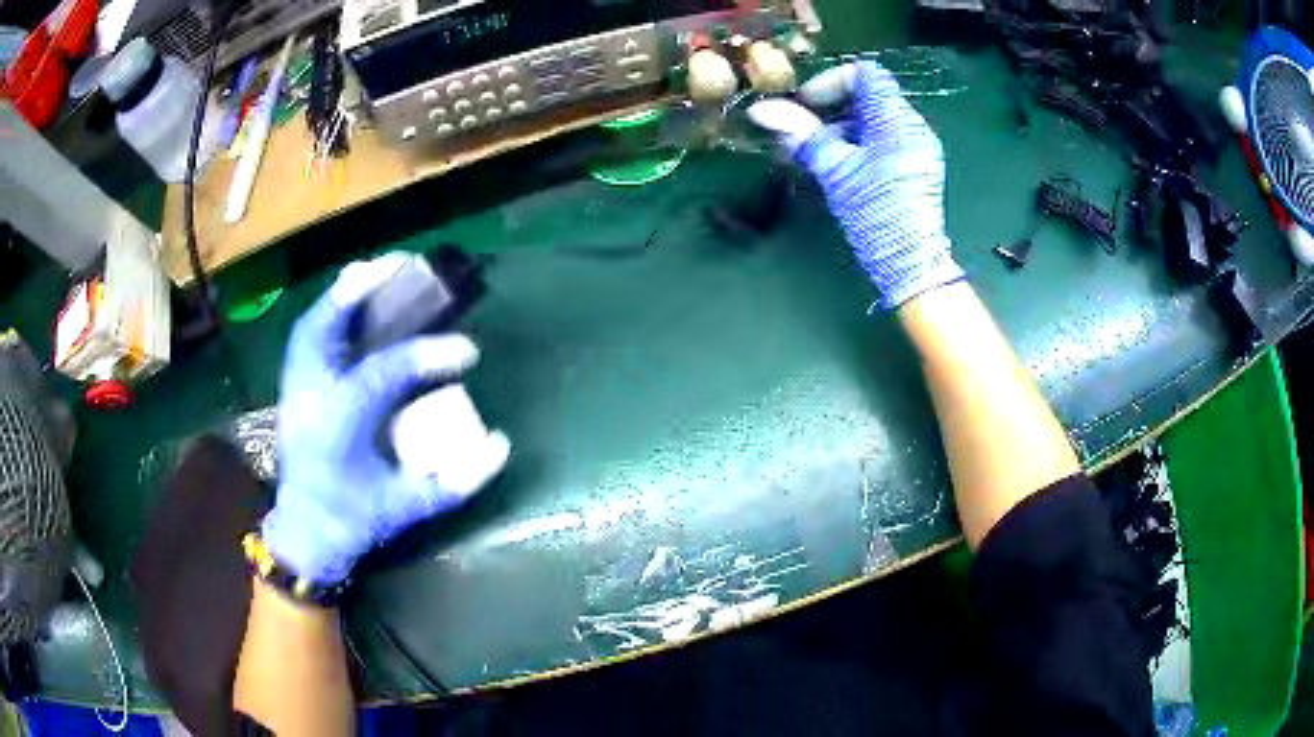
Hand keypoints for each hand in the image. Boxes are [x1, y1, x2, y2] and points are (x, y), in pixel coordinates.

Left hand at [262, 256, 509, 584]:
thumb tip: (502, 445)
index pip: (387, 371)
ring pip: (310, 326)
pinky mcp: (291, 391)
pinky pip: (305, 339)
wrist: (305, 535)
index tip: (469, 349)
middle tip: (400, 265)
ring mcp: (295, 390)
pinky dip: (326, 316)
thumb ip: (455, 481)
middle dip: (361, 289)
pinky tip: (348, 309)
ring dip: (342, 296)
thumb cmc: (354, 521)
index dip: (430, 355)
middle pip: (327, 326)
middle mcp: (311, 395)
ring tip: (373, 274)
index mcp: (340, 422)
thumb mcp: (406, 507)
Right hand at [748, 61, 962, 308]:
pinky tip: (834, 166)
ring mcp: (916, 147)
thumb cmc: (876, 215)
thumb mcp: (835, 170)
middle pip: (867, 97)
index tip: (806, 106)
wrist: (911, 265)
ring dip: (838, 129)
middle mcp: (912, 127)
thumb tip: (761, 109)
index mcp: (898, 121)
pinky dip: (854, 144)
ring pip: (871, 120)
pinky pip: (881, 140)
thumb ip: (801, 134)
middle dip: (829, 109)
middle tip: (801, 133)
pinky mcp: (913, 166)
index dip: (831, 81)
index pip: (865, 74)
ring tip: (811, 155)